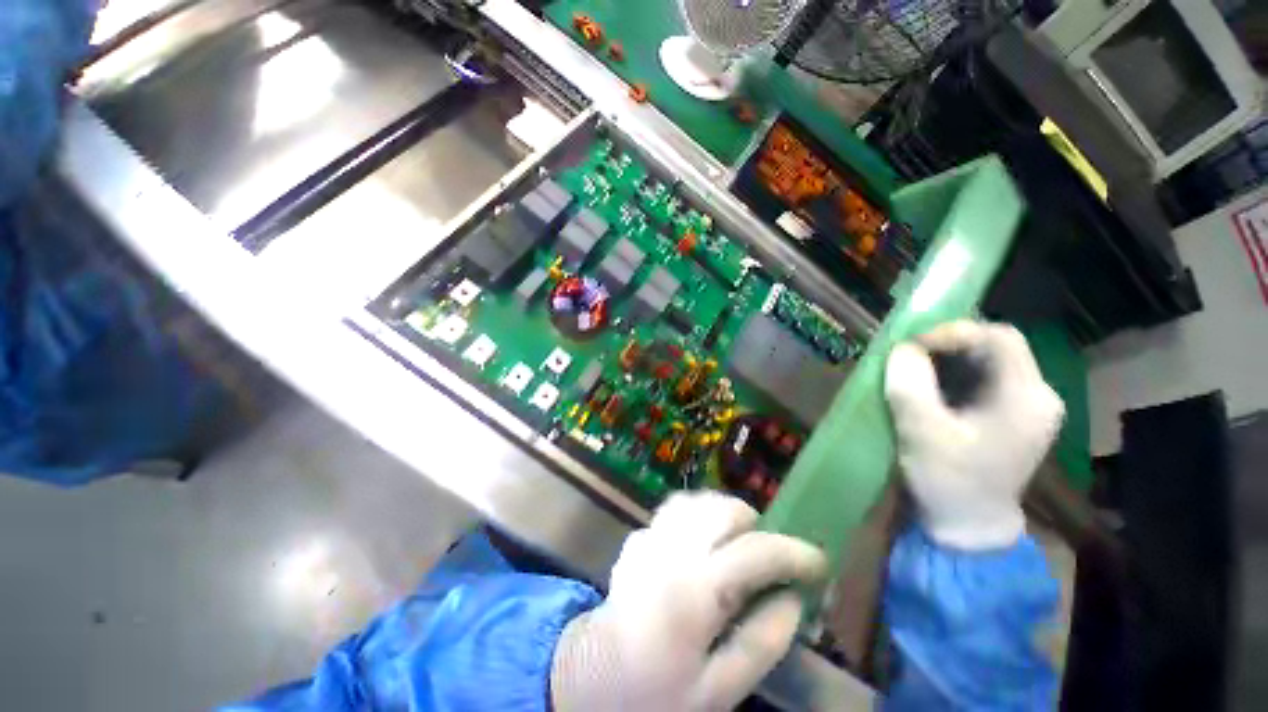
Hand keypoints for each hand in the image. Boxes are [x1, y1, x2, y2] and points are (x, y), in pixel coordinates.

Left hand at [550, 492, 826, 710]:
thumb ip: (761, 643)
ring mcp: (650, 537)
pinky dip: (697, 515)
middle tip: (767, 556)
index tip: (818, 562)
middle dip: (755, 524)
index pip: (756, 553)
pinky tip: (701, 542)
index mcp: (694, 592)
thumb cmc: (655, 694)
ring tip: (736, 543)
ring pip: (697, 501)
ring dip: (724, 514)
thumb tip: (793, 600)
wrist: (592, 678)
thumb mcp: (719, 690)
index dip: (794, 553)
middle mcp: (671, 551)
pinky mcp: (638, 537)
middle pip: (723, 510)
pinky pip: (675, 509)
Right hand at [885, 321, 1064, 549]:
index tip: (910, 344)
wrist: (968, 528)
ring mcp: (1026, 407)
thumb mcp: (923, 433)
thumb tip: (901, 349)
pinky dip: (950, 374)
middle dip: (947, 344)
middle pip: (996, 347)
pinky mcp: (1009, 416)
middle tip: (905, 353)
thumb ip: (911, 387)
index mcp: (1028, 399)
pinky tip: (925, 385)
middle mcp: (1037, 396)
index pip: (1000, 338)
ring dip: (945, 358)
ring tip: (909, 366)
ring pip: (986, 361)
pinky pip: (981, 379)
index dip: (953, 331)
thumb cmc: (949, 482)